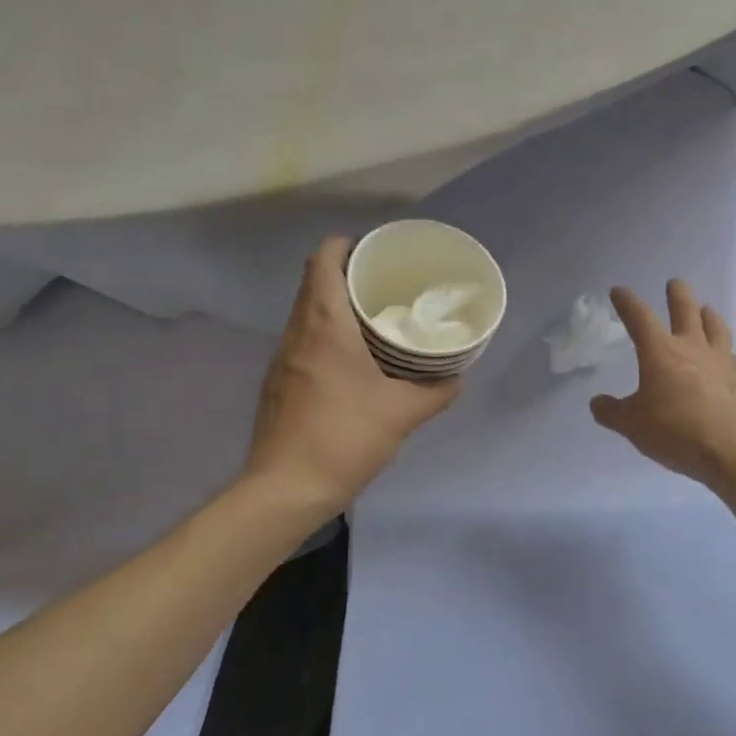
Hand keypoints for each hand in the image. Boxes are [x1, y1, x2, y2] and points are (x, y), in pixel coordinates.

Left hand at [246, 237, 461, 517]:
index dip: (345, 245)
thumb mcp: (401, 414)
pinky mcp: (278, 384)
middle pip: (313, 283)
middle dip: (346, 275)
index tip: (374, 252)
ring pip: (306, 314)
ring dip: (335, 308)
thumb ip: (435, 392)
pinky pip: (302, 342)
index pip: (322, 260)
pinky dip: (325, 337)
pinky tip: (351, 363)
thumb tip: (457, 378)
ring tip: (373, 321)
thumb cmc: (343, 438)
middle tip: (385, 286)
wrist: (284, 490)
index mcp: (324, 325)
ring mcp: (282, 359)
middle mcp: (297, 332)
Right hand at [590, 280, 735, 486]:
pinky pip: (734, 357)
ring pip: (716, 327)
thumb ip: (612, 412)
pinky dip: (727, 353)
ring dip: (709, 315)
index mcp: (660, 352)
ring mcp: (721, 361)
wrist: (733, 450)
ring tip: (706, 309)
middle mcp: (691, 347)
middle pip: (686, 310)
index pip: (639, 317)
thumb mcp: (632, 425)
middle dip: (678, 294)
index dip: (627, 302)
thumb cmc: (675, 431)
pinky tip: (728, 357)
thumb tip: (596, 402)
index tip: (619, 291)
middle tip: (674, 284)